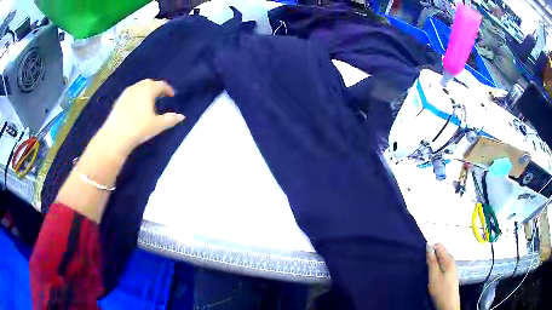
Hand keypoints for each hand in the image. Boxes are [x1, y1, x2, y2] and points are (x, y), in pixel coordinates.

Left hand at [97, 79, 184, 154]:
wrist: (115, 137)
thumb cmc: (139, 128)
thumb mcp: (157, 125)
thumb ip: (170, 119)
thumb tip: (182, 117)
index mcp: (148, 89)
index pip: (160, 84)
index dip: (167, 89)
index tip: (171, 95)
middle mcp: (137, 88)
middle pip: (148, 83)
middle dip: (155, 88)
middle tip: (161, 95)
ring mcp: (126, 94)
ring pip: (138, 88)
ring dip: (145, 92)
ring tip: (148, 101)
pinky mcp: (118, 102)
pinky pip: (130, 94)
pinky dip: (136, 97)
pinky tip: (136, 107)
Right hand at [427, 244, 460, 309]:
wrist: (448, 305)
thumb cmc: (442, 292)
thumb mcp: (434, 277)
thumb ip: (432, 262)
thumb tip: (429, 247)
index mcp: (449, 260)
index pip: (439, 246)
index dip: (430, 249)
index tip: (422, 256)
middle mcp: (451, 262)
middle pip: (440, 253)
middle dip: (431, 257)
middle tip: (423, 266)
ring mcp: (451, 269)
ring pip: (440, 261)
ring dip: (433, 264)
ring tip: (427, 273)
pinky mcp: (449, 275)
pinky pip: (441, 267)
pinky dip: (435, 270)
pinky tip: (431, 278)